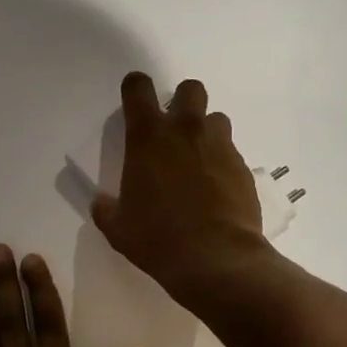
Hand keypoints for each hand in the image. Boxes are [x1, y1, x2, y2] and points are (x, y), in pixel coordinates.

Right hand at [92, 72, 270, 305]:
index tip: (134, 102)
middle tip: (174, 131)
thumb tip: (102, 203)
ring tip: (199, 162)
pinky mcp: (244, 168)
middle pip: (190, 89)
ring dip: (207, 132)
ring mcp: (220, 147)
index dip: (135, 88)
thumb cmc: (157, 239)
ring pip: (217, 119)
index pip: (138, 88)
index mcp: (148, 137)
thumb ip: (107, 209)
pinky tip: (217, 191)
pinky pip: (232, 153)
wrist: (216, 258)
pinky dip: (223, 164)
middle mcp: (186, 131)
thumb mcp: (118, 228)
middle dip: (182, 102)